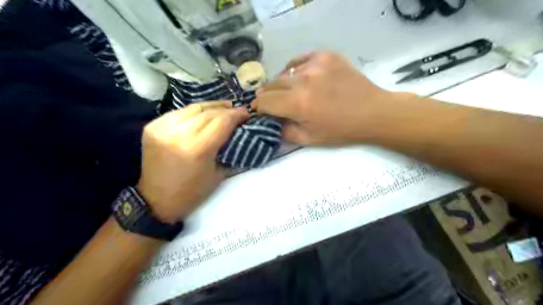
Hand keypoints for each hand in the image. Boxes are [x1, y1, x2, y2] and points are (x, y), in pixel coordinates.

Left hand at [136, 101, 248, 221]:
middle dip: (227, 110)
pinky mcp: (153, 126)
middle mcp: (179, 134)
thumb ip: (229, 150)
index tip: (246, 113)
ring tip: (224, 107)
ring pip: (194, 108)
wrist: (155, 200)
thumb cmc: (192, 192)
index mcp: (198, 149)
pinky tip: (203, 113)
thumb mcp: (218, 174)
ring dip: (212, 106)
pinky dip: (194, 111)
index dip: (237, 115)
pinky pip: (179, 112)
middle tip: (237, 111)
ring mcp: (163, 128)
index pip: (222, 122)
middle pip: (209, 113)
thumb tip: (241, 133)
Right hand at [253, 50, 399, 144]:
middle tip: (273, 103)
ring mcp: (315, 64)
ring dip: (283, 84)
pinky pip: (300, 60)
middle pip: (271, 85)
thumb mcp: (310, 139)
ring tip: (290, 92)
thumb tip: (272, 122)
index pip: (264, 101)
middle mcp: (302, 81)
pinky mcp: (325, 55)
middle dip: (268, 96)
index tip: (260, 111)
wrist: (373, 112)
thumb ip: (285, 132)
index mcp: (298, 104)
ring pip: (285, 73)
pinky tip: (301, 77)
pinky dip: (296, 70)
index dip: (259, 107)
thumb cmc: (341, 130)